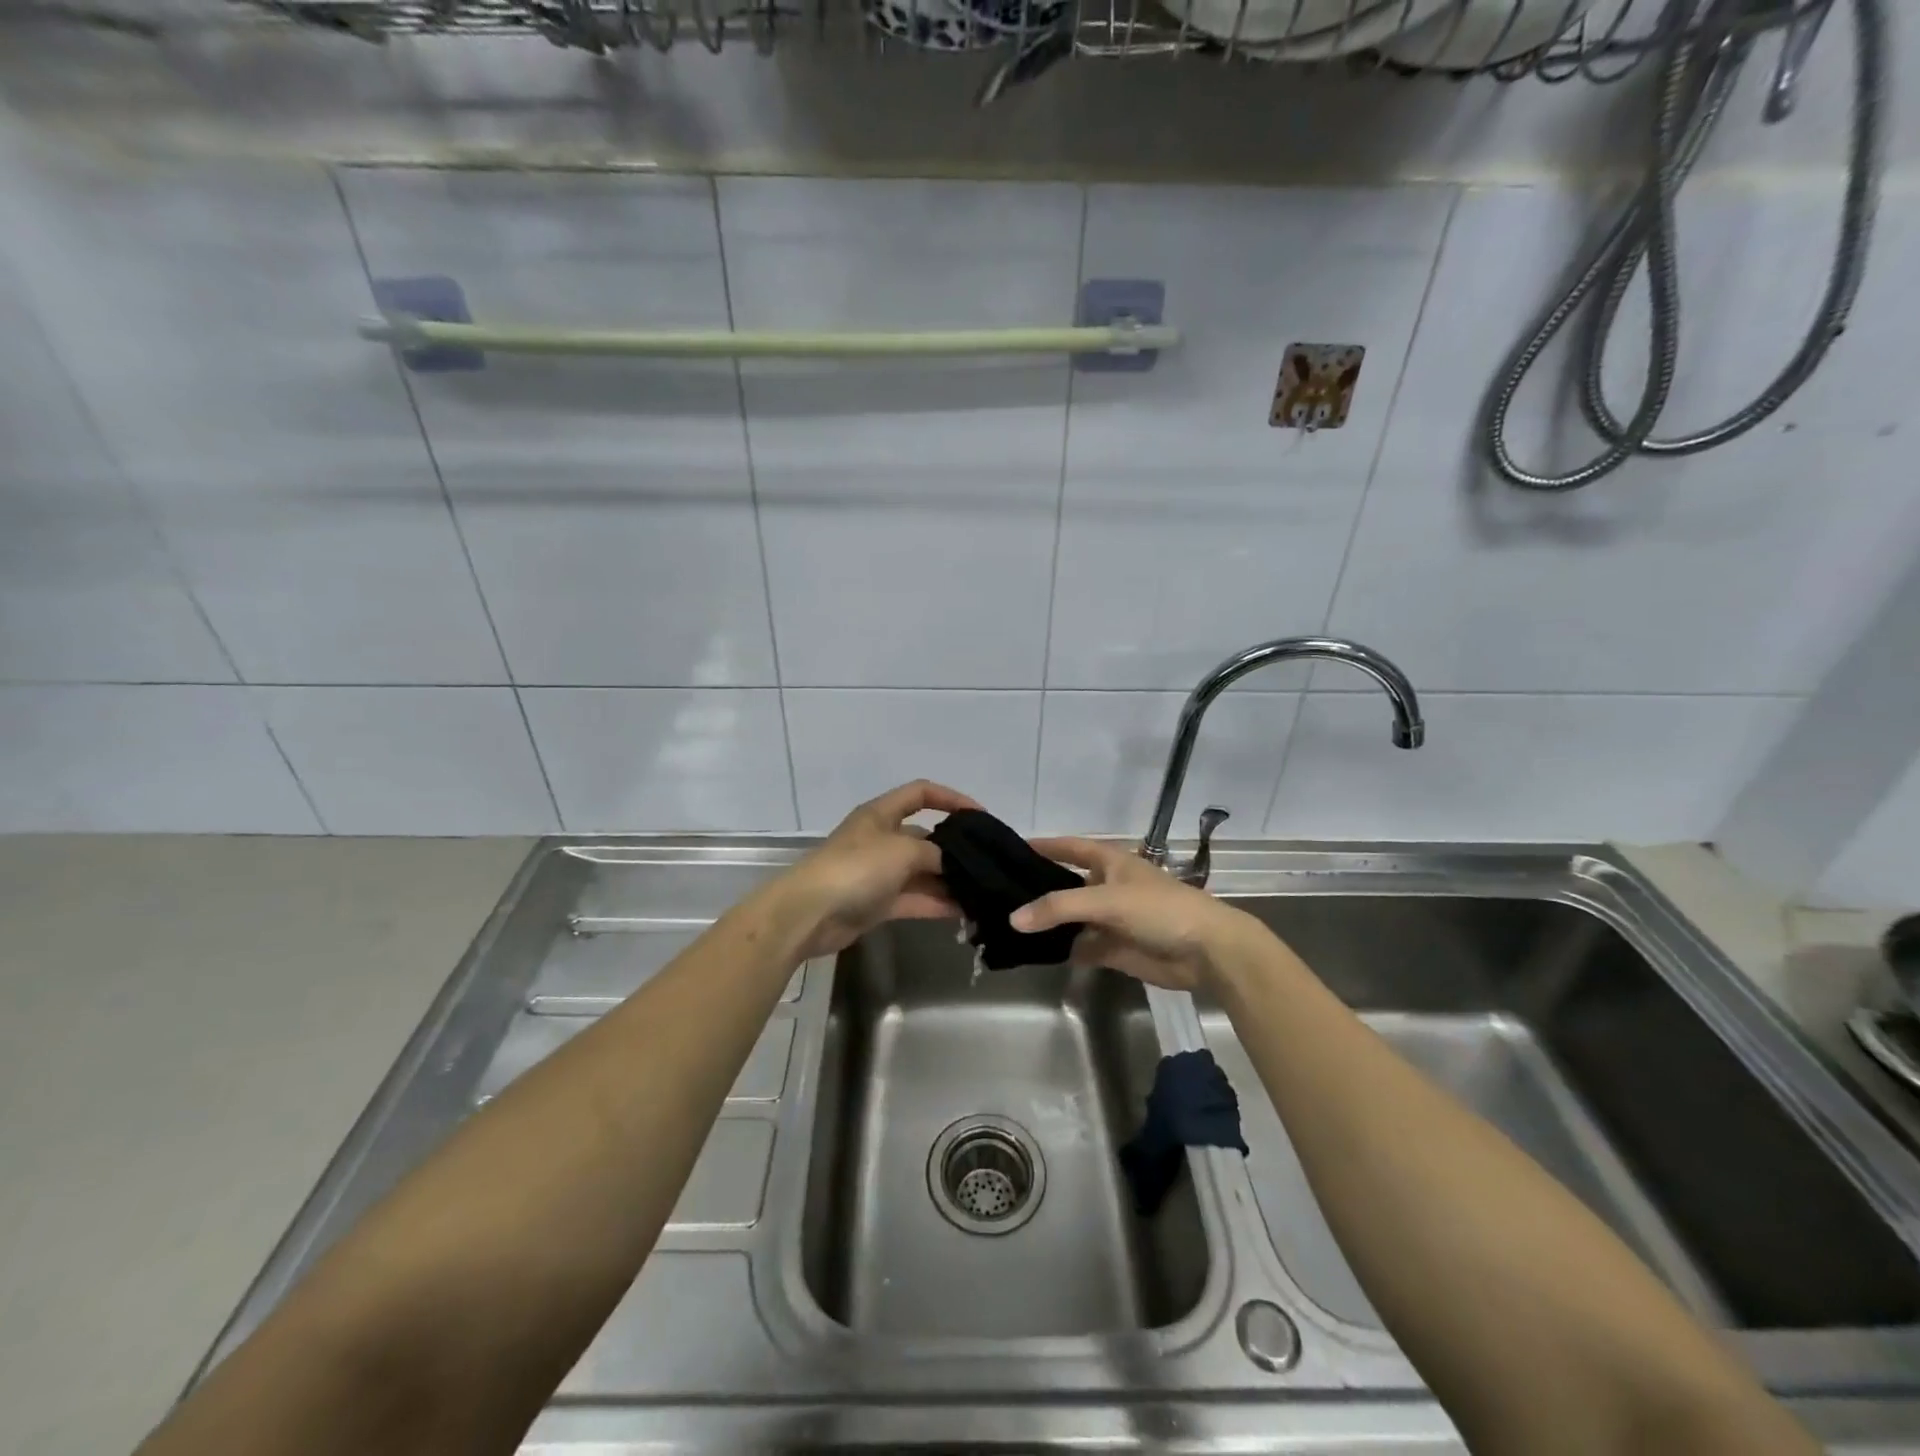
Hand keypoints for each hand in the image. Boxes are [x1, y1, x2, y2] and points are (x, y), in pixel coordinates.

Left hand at [782, 780, 981, 959]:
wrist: (809, 913)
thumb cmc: (856, 868)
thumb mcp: (902, 850)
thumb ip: (934, 853)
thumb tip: (952, 864)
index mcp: (881, 814)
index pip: (921, 793)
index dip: (951, 798)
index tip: (980, 815)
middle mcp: (881, 839)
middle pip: (924, 837)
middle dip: (954, 848)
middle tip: (987, 861)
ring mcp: (879, 872)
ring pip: (922, 872)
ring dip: (948, 880)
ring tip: (981, 890)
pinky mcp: (877, 903)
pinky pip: (914, 898)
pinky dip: (936, 903)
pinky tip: (964, 911)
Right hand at [1011, 837, 1255, 991]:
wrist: (1207, 951)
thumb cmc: (1160, 909)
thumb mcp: (1107, 900)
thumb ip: (1059, 908)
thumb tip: (1014, 918)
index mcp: (1109, 862)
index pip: (1069, 847)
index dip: (1044, 845)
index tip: (1010, 847)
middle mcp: (1106, 886)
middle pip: (1065, 884)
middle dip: (1038, 889)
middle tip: (998, 893)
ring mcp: (1110, 919)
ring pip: (1070, 918)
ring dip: (1047, 923)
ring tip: (1006, 924)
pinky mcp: (1114, 948)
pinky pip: (1080, 946)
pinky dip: (1062, 949)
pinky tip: (1034, 952)